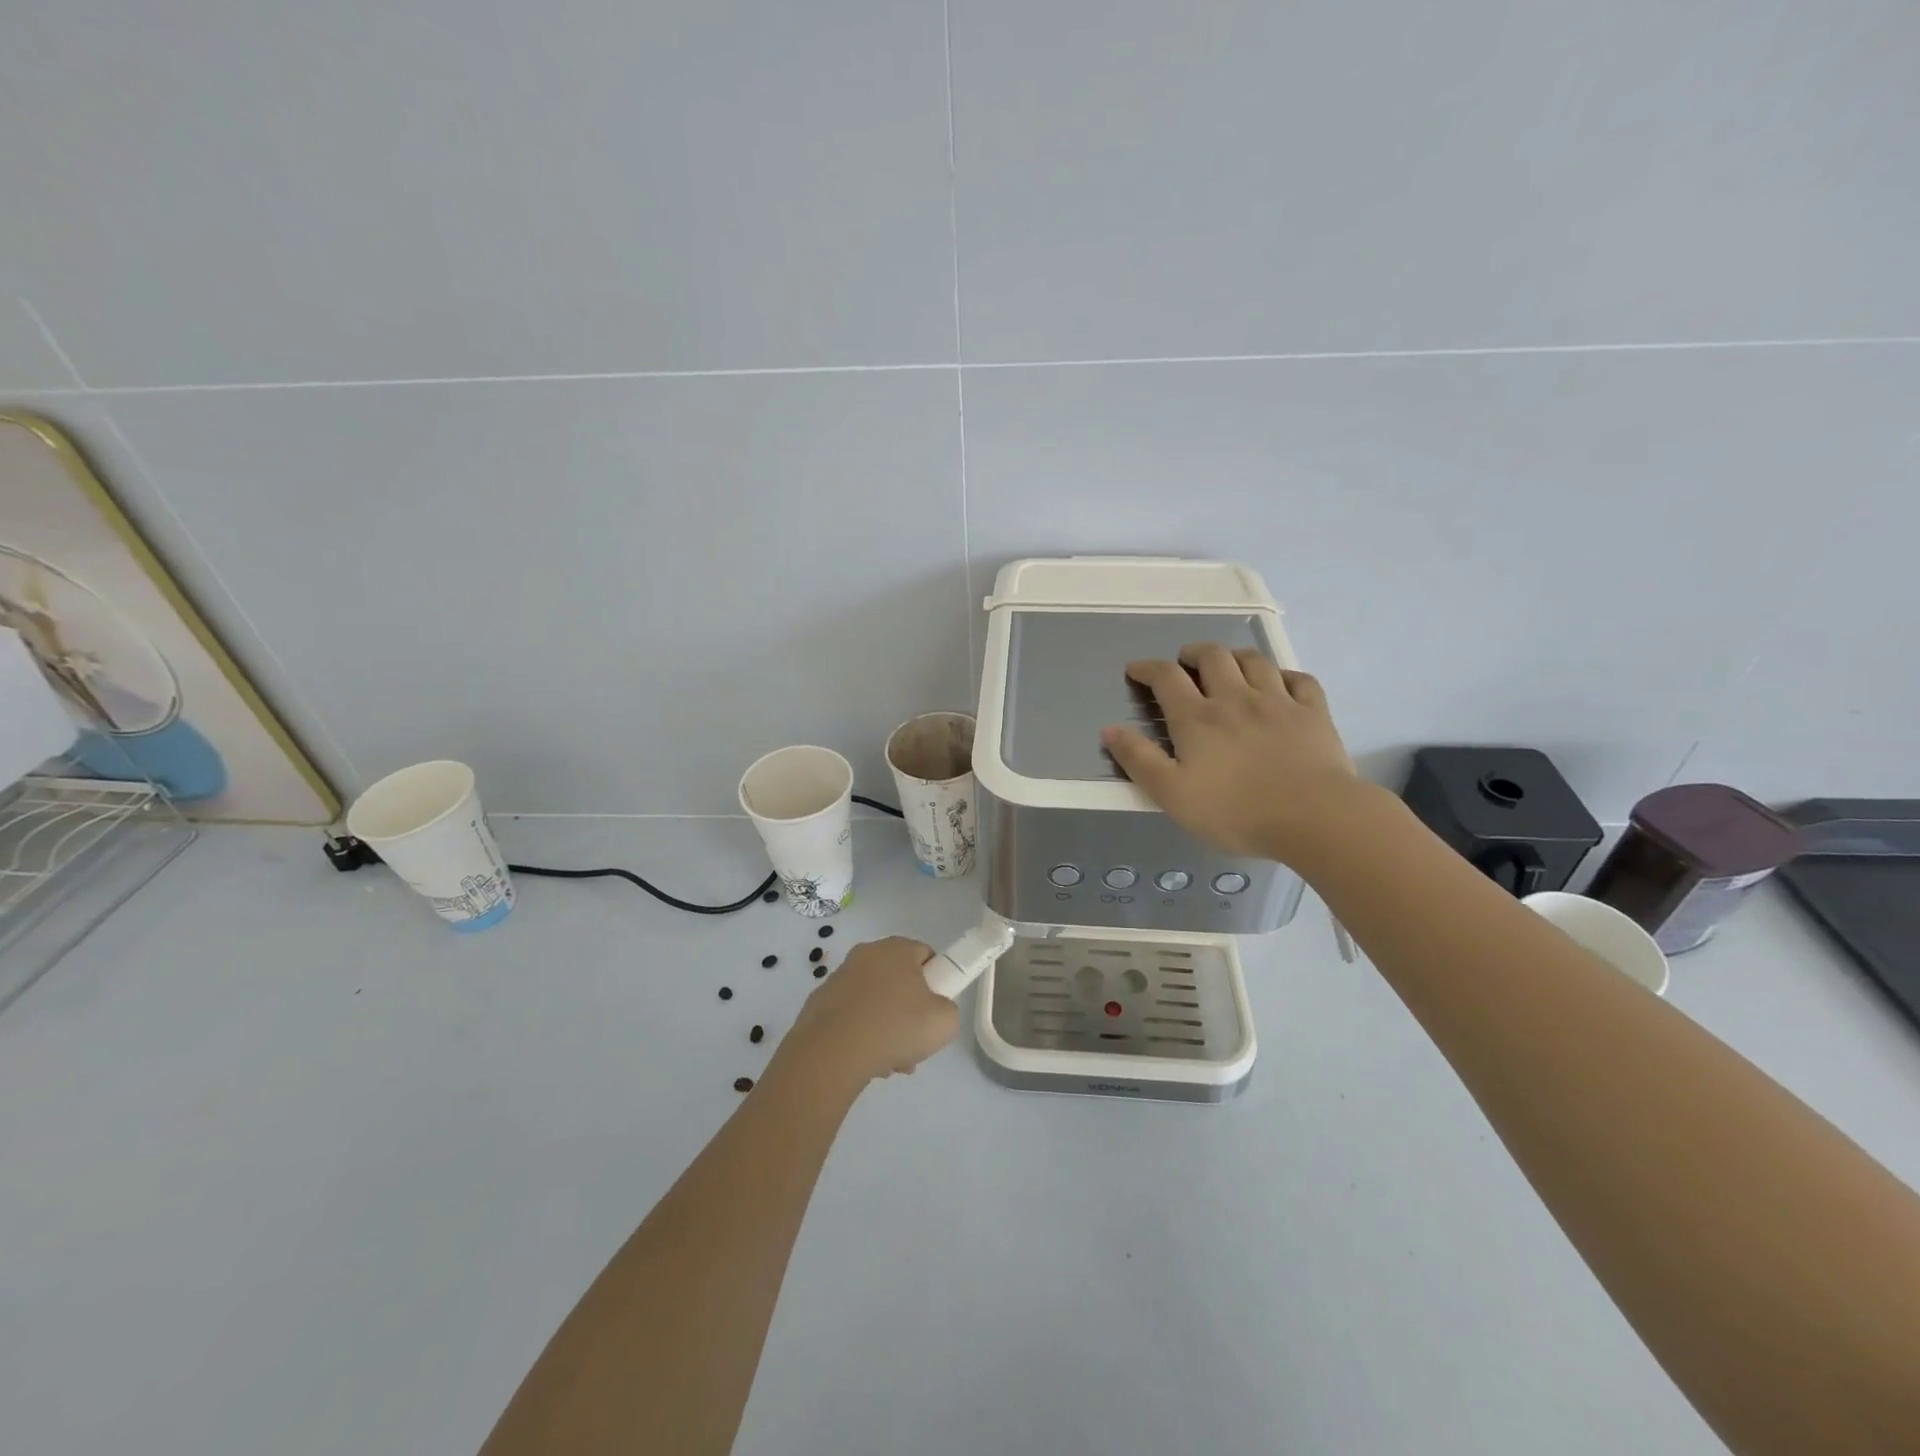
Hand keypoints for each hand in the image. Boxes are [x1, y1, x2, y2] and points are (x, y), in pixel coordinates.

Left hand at [779, 936, 958, 1089]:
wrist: (832, 1053)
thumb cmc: (895, 1027)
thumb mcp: (945, 1021)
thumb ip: (948, 1010)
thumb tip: (934, 1012)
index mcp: (896, 948)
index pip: (926, 956)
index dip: (936, 982)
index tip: (934, 1010)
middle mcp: (866, 954)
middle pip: (899, 981)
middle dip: (909, 1012)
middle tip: (914, 1042)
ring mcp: (839, 978)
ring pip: (875, 1002)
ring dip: (885, 1028)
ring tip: (889, 1062)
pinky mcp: (819, 1003)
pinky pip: (851, 1016)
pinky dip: (860, 1034)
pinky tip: (865, 1061)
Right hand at [1101, 643, 1364, 862]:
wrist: (1314, 817)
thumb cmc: (1236, 811)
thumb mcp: (1172, 794)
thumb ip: (1139, 760)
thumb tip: (1109, 729)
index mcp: (1197, 718)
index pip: (1166, 677)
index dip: (1147, 667)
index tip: (1136, 669)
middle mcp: (1235, 698)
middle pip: (1212, 657)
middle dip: (1193, 653)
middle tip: (1185, 662)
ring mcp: (1278, 702)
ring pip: (1254, 660)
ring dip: (1235, 656)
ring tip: (1227, 665)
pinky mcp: (1314, 713)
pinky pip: (1299, 679)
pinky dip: (1284, 674)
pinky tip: (1280, 683)